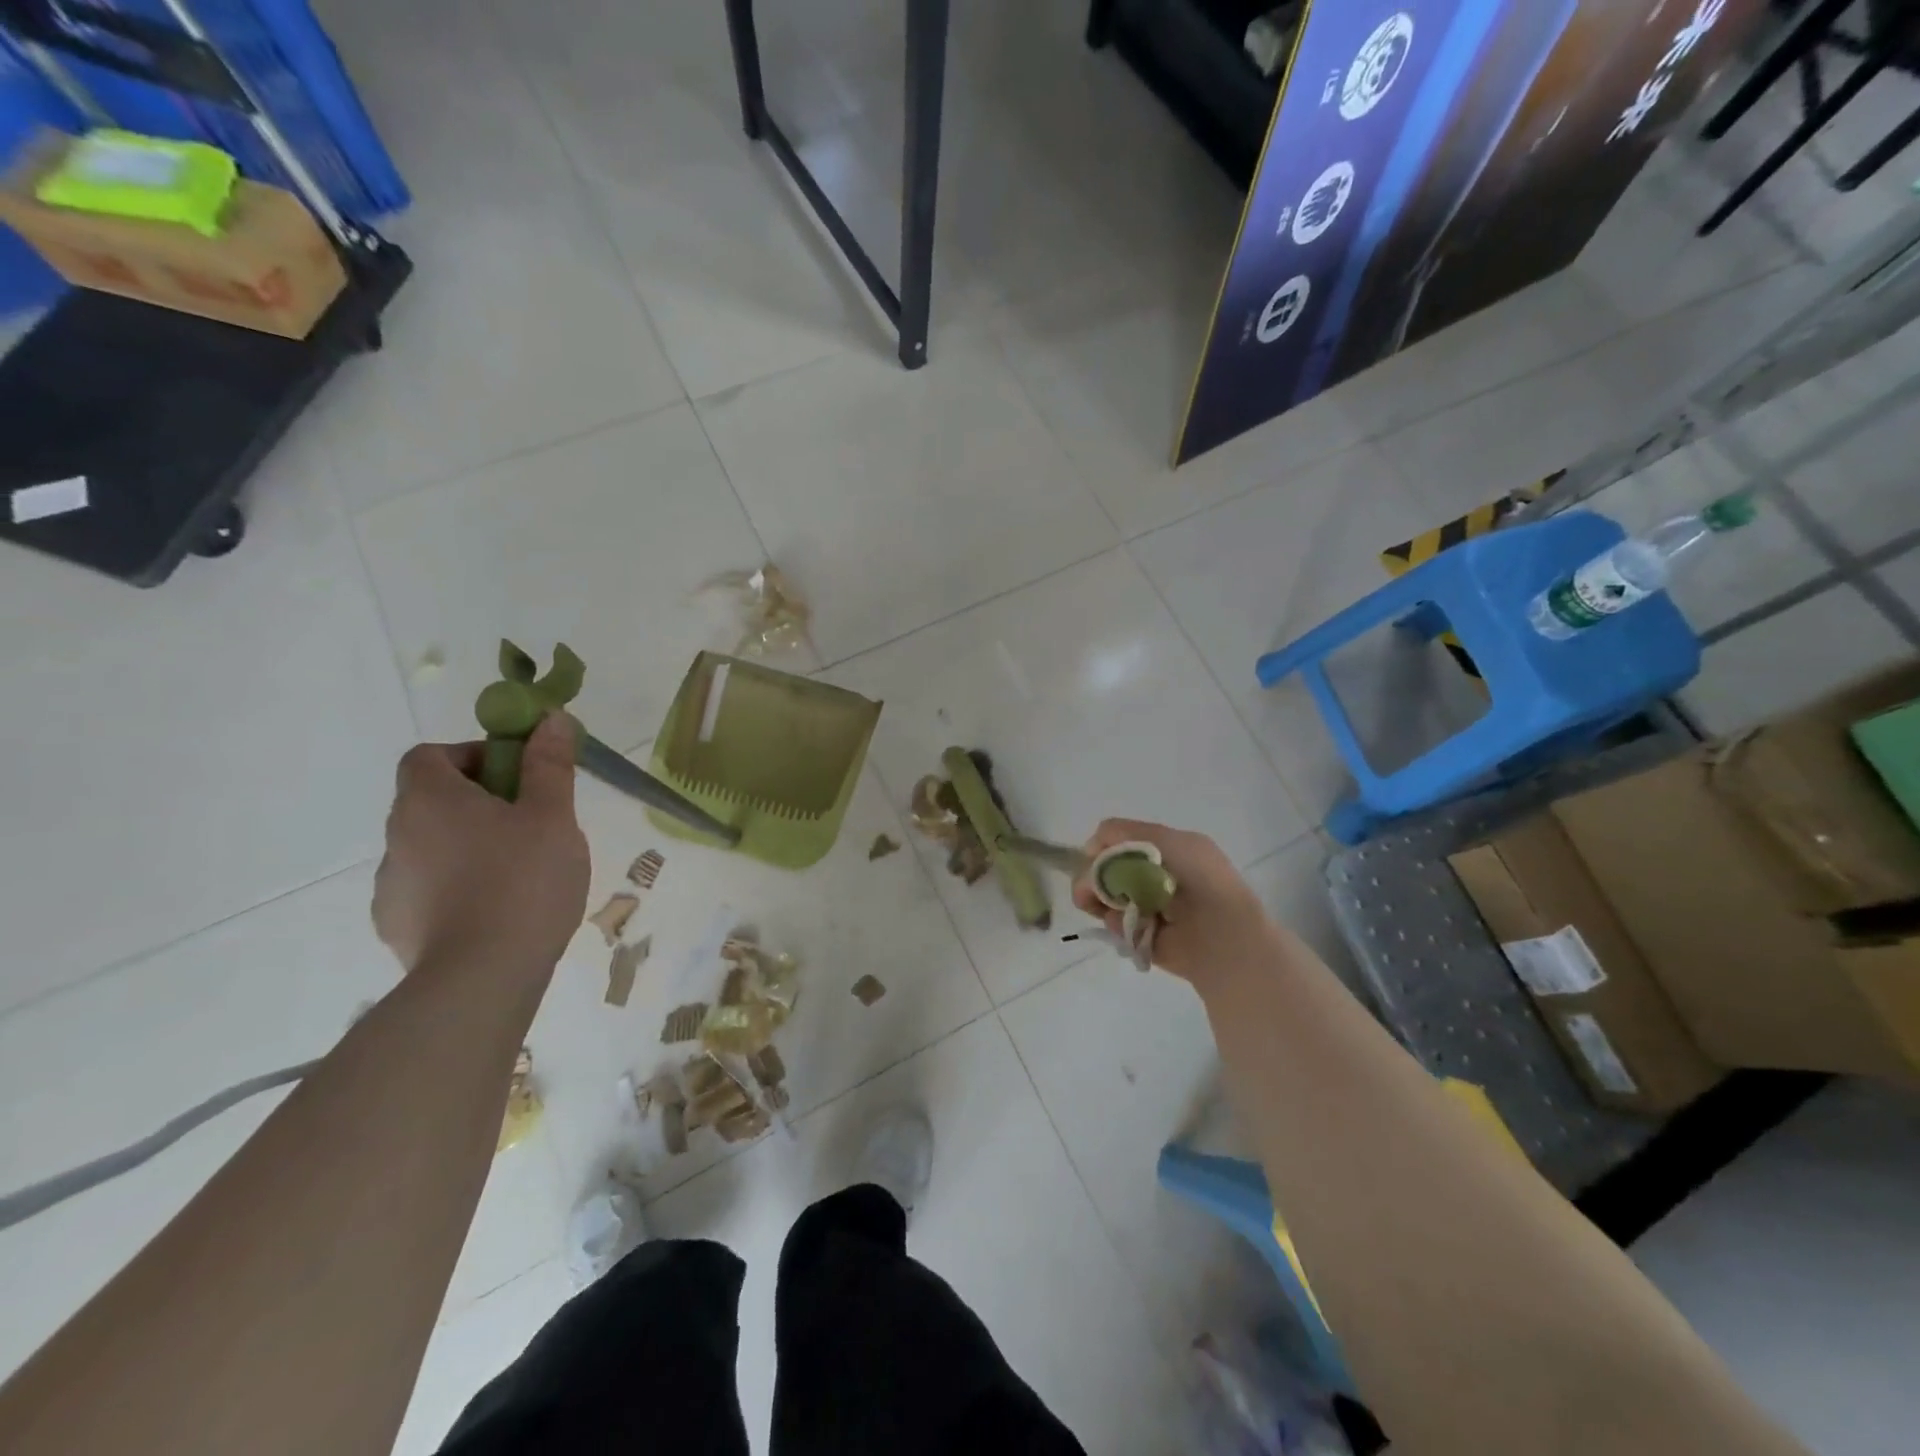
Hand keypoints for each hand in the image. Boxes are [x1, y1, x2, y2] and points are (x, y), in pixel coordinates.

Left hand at [372, 713, 590, 977]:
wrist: (483, 977)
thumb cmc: (524, 881)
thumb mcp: (553, 816)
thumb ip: (549, 765)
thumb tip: (550, 718)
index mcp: (430, 800)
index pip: (429, 755)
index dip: (471, 755)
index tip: (515, 777)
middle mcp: (397, 835)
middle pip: (432, 800)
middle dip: (479, 802)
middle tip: (530, 823)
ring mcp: (390, 884)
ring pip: (431, 845)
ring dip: (467, 845)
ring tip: (518, 873)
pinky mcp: (396, 925)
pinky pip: (427, 888)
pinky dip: (455, 887)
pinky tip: (494, 910)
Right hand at [1071, 819, 1278, 984]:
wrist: (1225, 937)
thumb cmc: (1201, 880)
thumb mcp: (1168, 841)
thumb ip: (1125, 833)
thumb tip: (1092, 850)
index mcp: (1166, 851)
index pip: (1118, 841)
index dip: (1102, 846)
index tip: (1093, 857)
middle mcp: (1153, 876)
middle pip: (1105, 869)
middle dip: (1093, 875)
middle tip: (1088, 889)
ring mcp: (1146, 907)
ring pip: (1104, 896)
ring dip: (1098, 898)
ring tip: (1098, 905)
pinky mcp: (1142, 936)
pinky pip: (1114, 924)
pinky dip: (1113, 922)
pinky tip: (1122, 924)